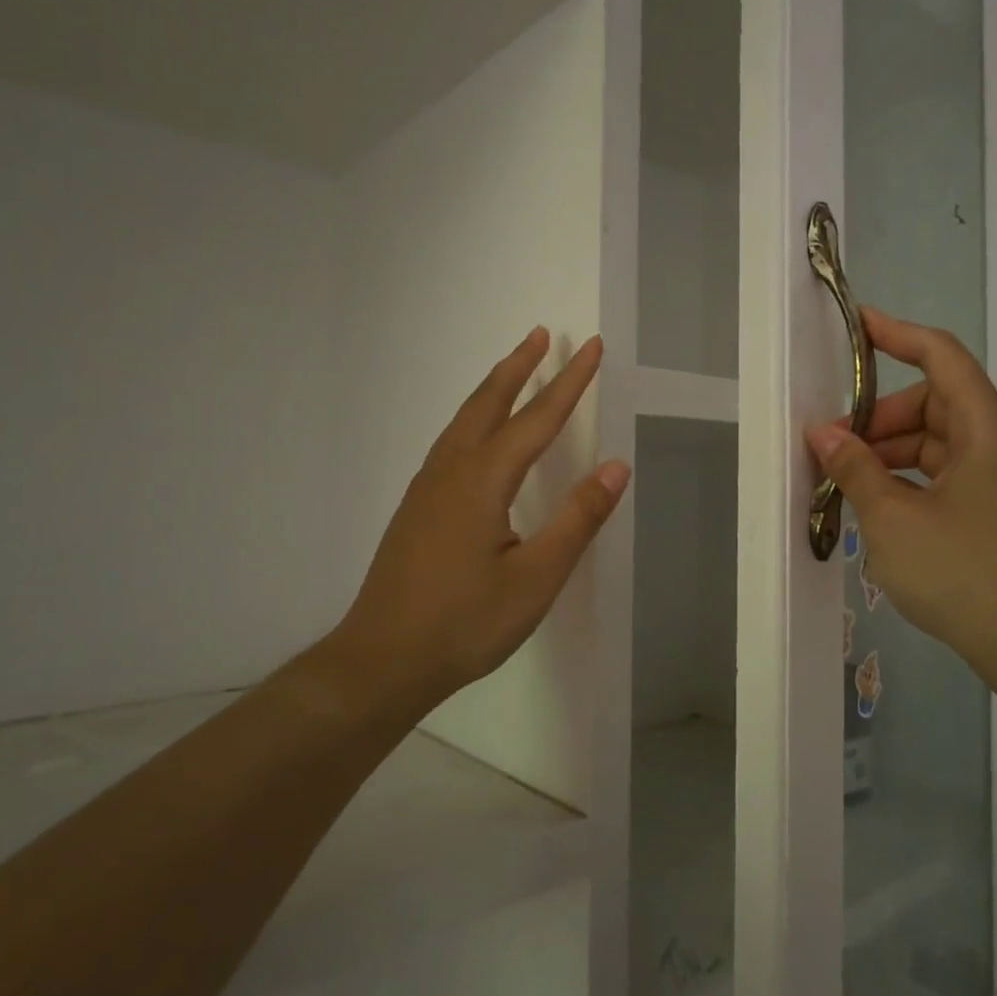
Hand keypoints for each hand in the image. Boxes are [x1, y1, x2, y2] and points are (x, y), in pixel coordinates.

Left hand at [328, 328, 629, 704]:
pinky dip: (474, 419)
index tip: (592, 347)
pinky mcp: (416, 509)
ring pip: (464, 421)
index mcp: (482, 481)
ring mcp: (426, 489)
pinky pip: (451, 443)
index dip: (569, 382)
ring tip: (514, 370)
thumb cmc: (465, 623)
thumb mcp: (536, 577)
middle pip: (489, 404)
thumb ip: (577, 519)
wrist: (382, 661)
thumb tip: (614, 466)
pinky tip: (478, 437)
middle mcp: (451, 472)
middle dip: (520, 367)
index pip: (536, 419)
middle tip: (543, 334)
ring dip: (493, 389)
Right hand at [806, 309, 996, 684]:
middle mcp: (995, 444)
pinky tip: (876, 509)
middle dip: (878, 416)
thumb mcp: (893, 517)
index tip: (857, 325)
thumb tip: (823, 434)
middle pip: (932, 402)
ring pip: (934, 442)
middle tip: (832, 446)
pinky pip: (941, 476)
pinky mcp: (992, 513)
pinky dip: (906, 480)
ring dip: (888, 452)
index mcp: (983, 427)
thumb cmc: (963, 570)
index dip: (898, 334)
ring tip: (845, 482)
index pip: (940, 356)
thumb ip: (855, 469)